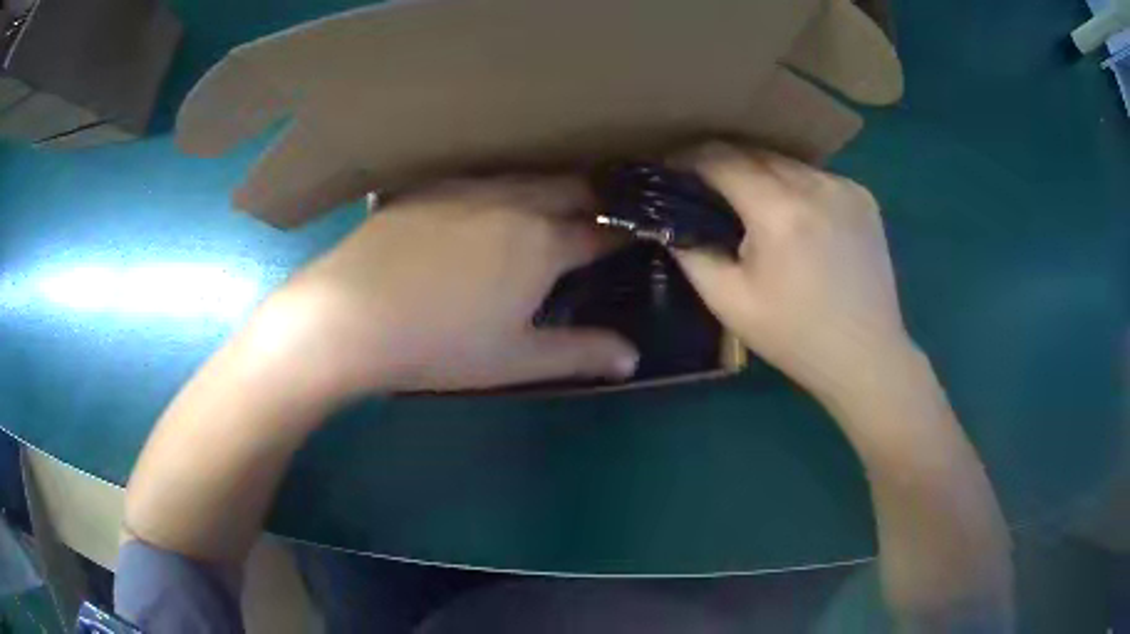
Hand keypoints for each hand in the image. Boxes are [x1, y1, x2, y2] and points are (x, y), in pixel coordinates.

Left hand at [256, 176, 637, 397]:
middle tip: (602, 214)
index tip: (639, 234)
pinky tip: (489, 205)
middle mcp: (512, 202)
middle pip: (571, 187)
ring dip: (552, 187)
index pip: (601, 230)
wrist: (351, 315)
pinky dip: (505, 188)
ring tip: (555, 203)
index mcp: (541, 242)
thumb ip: (580, 354)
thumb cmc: (441, 344)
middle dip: (596, 198)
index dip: (625, 232)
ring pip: (528, 177)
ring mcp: (467, 189)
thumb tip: (631, 357)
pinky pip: (483, 178)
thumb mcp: (516, 359)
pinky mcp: (430, 189)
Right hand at [671, 143, 912, 400]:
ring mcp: (844, 187)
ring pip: (786, 162)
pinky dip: (795, 186)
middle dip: (722, 163)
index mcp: (779, 211)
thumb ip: (691, 252)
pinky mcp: (863, 196)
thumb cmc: (795, 336)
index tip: (669, 169)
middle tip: (704, 189)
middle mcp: (815, 185)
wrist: (865, 355)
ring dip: (760, 174)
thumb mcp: (729, 302)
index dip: (688, 158)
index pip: (721, 158)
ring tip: (750, 204)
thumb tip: (670, 219)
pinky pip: (815, 176)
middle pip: (754, 152)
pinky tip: (795, 217)